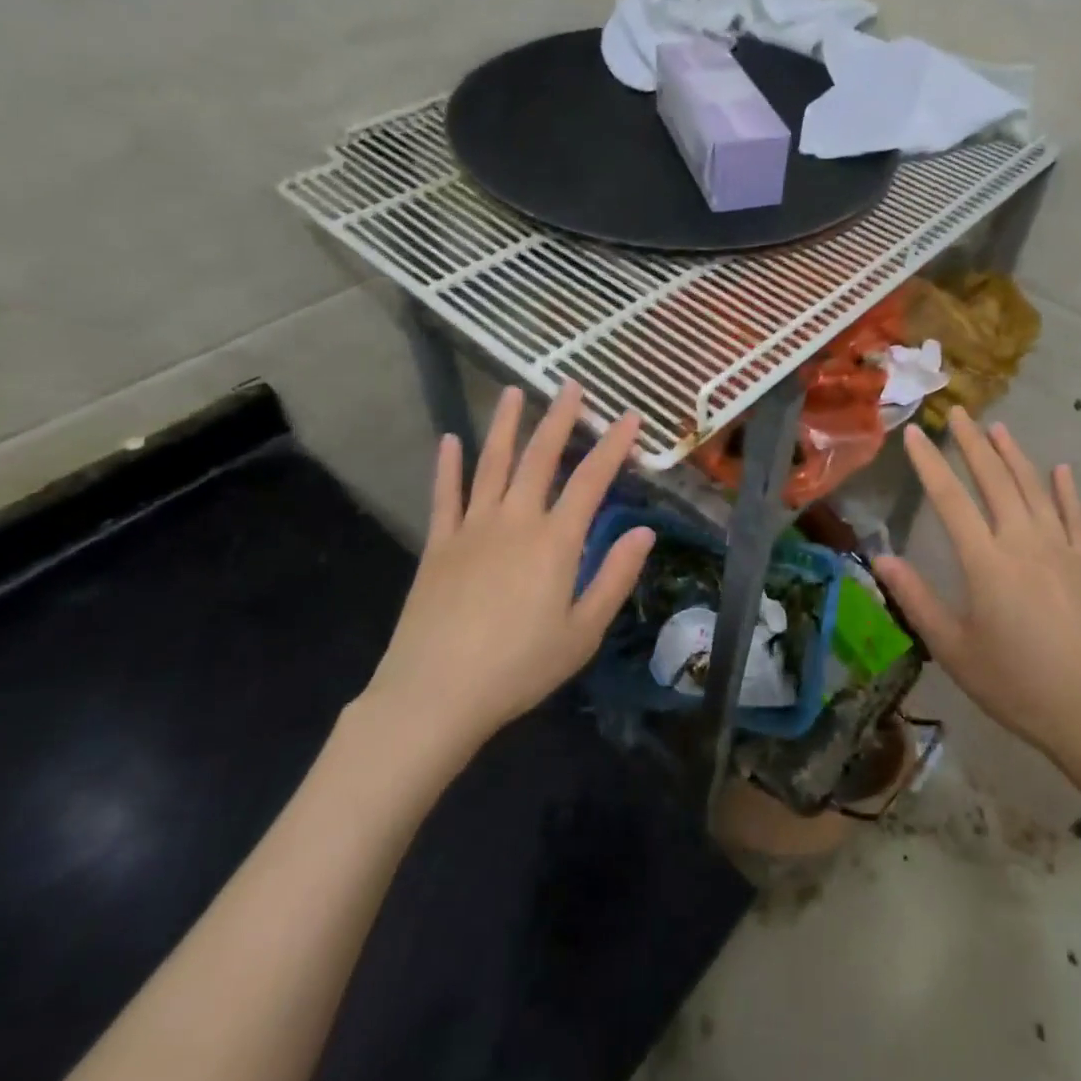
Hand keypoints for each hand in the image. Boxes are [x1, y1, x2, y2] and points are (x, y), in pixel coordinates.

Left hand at [360, 383, 654, 773]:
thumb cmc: (520, 667)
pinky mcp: (438, 545)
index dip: (613, 445)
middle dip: (559, 418)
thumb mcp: (583, 632)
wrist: (435, 694)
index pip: (591, 480)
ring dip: (504, 425)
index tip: (629, 416)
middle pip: (539, 457)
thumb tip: (644, 532)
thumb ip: (615, 577)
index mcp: (555, 541)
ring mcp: (471, 528)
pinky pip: (445, 495)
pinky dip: (448, 466)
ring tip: (512, 392)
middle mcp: (515, 520)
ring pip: (491, 464)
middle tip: (571, 386)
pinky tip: (449, 440)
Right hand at [872, 408, 1080, 796]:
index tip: (916, 434)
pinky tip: (1061, 469)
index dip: (929, 464)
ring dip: (1014, 456)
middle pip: (994, 481)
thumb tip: (881, 557)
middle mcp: (1024, 543)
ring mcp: (1061, 551)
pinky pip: (1075, 518)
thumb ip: (916, 599)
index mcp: (986, 563)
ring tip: (997, 428)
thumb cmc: (1015, 685)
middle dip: (972, 444)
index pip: (950, 499)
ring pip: (1033, 490)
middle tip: (957, 412)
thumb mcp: (954, 649)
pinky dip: (1066, 491)